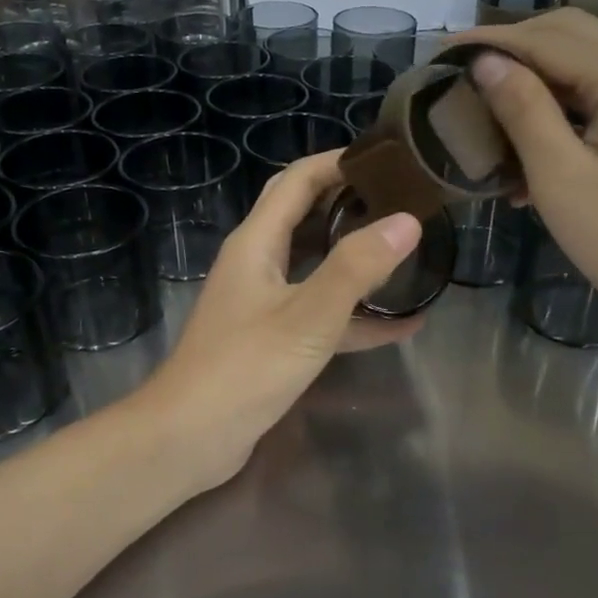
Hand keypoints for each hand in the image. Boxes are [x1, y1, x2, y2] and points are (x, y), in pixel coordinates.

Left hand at [133, 151, 423, 489]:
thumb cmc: (244, 368)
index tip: (387, 159)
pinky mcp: (273, 341)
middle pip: (306, 217)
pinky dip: (357, 316)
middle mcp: (257, 264)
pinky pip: (321, 316)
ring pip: (316, 267)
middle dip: (351, 203)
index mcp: (256, 243)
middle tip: (404, 200)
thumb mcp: (308, 316)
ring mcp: (264, 304)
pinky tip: (403, 325)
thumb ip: (357, 268)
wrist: (188, 438)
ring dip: (357, 259)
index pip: (297, 181)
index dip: (338, 162)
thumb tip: (407, 219)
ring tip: (409, 251)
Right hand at [448, 11, 597, 356]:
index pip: (544, 38)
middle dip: (512, 49)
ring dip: (538, 79)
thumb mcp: (562, 179)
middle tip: (460, 76)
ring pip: (590, 63)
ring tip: (488, 111)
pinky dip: (566, 106)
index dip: (487, 42)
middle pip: (571, 35)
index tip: (436, 54)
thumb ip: (522, 110)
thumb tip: (486, 62)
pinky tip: (533, 145)